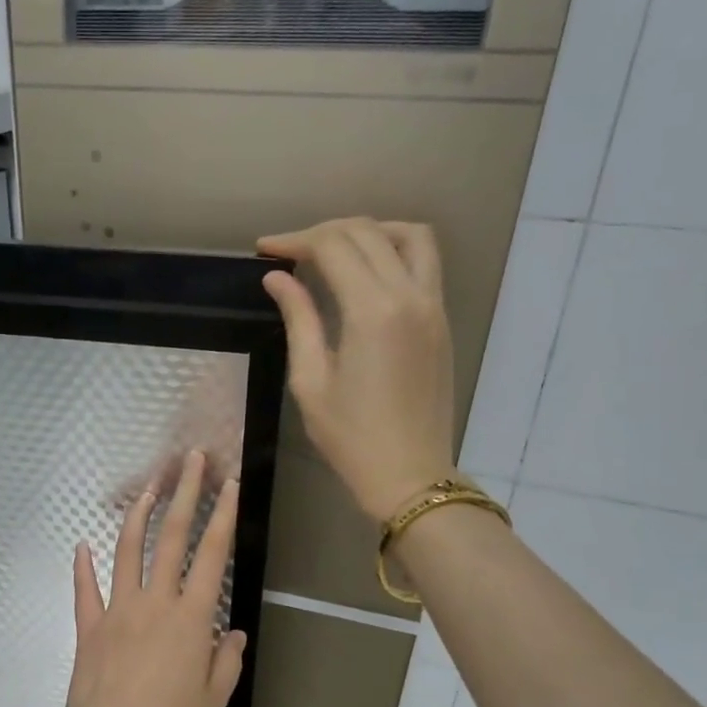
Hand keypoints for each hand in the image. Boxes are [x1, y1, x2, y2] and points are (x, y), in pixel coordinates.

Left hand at [65, 449, 247, 706]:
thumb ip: (226, 661)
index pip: (212, 554)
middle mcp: (155, 602)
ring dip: (139, 514)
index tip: (230, 484)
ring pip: (128, 550)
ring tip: (149, 486)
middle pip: (171, 536)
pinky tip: (81, 545)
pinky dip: (82, 565)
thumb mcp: (214, 700)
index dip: (223, 515)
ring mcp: (118, 610)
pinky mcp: (89, 626)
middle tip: (191, 459)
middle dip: (184, 493)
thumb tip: (234, 633)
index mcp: (191, 618)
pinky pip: (85, 589)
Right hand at [258, 218, 457, 522]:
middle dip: (323, 232)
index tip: (265, 250)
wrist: (410, 475)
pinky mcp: (441, 320)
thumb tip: (277, 279)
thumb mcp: (311, 381)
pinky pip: (424, 262)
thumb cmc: (350, 437)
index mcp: (373, 312)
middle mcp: (410, 296)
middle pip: (367, 233)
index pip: (333, 247)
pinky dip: (394, 249)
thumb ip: (298, 320)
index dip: (295, 241)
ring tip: (334, 248)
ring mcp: (433, 306)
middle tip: (289, 251)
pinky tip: (365, 271)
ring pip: (409, 236)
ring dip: (369, 231)